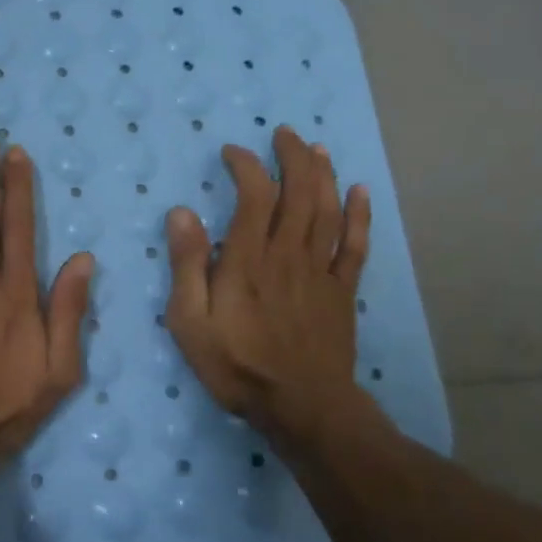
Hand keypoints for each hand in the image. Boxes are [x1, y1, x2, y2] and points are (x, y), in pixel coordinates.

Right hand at [164, 125, 371, 450]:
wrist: (301, 406)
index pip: (254, 195)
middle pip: (299, 193)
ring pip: (327, 211)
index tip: (233, 152)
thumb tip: (182, 213)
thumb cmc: (236, 365)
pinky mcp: (342, 292)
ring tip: (316, 149)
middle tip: (284, 134)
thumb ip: (187, 265)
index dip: (246, 166)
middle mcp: (288, 254)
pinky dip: (360, 216)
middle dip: (293, 157)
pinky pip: (355, 246)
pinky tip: (360, 192)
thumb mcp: (190, 320)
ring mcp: (320, 272)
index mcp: (249, 259)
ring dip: (323, 175)